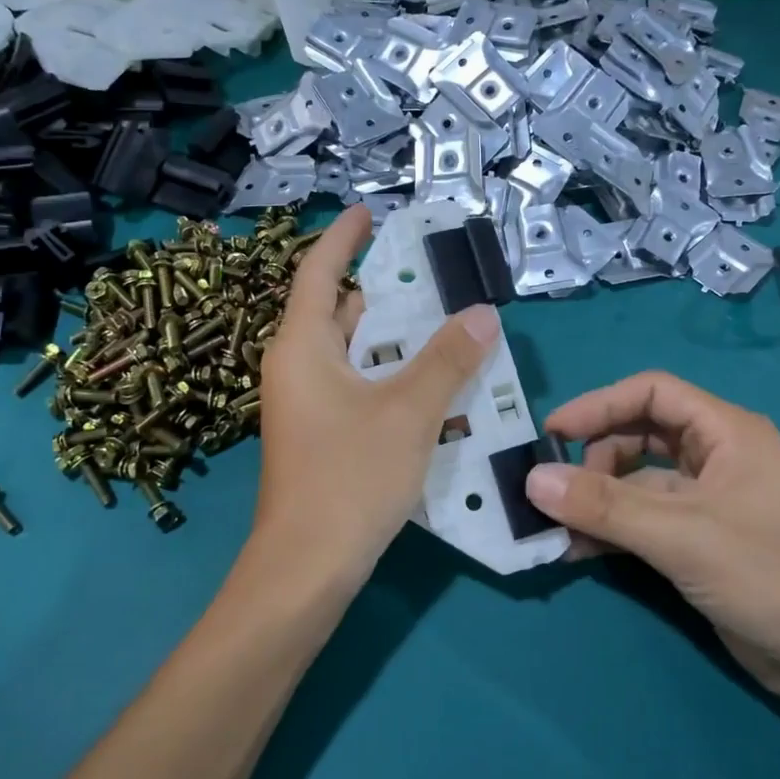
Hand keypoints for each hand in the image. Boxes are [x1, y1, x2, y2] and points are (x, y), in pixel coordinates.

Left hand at [248, 206, 500, 596]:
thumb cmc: (350, 477)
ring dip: (392, 340)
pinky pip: (355, 387)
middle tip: (432, 278)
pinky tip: (429, 385)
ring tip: (443, 326)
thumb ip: (447, 360)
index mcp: (302, 346)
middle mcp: (296, 367)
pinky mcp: (318, 435)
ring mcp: (304, 404)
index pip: (318, 271)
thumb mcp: (409, 413)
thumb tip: (483, 315)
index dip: (343, 238)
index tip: (369, 212)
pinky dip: (387, 376)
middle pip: (337, 312)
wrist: (307, 566)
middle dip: (382, 293)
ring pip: (351, 354)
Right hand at [524, 372, 779, 698]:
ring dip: (596, 501)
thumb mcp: (680, 535)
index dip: (599, 405)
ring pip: (636, 482)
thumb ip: (605, 506)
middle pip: (639, 435)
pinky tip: (576, 552)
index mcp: (726, 432)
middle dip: (594, 459)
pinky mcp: (698, 540)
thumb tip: (531, 479)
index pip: (652, 392)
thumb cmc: (768, 574)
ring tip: (556, 528)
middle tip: (556, 491)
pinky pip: (642, 520)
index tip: (552, 433)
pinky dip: (610, 530)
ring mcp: (707, 500)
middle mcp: (716, 456)